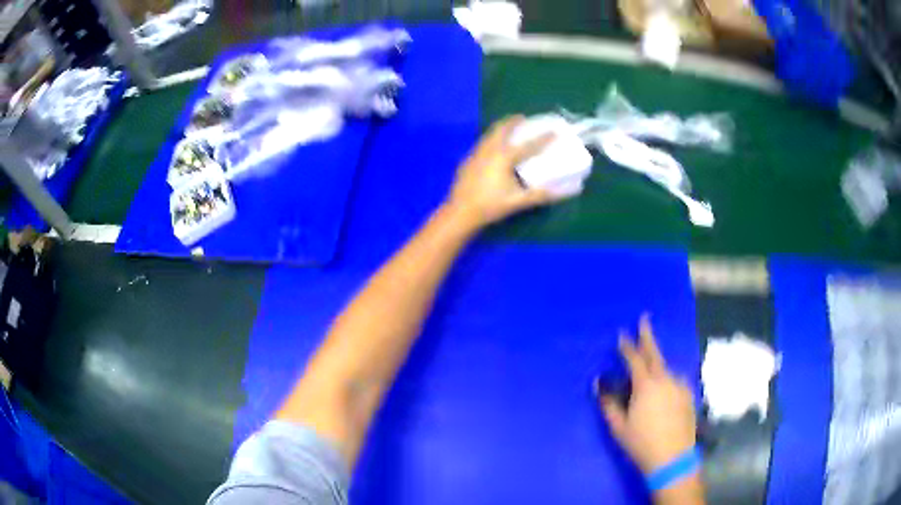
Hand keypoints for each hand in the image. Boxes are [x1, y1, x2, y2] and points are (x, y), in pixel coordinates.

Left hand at [445, 115, 555, 228]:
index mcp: (504, 158)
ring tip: (507, 128)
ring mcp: (476, 154)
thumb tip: (562, 193)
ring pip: (489, 134)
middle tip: (521, 118)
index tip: (554, 131)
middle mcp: (489, 151)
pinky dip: (490, 139)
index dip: (542, 139)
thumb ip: (540, 195)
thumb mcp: (518, 201)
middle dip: (512, 121)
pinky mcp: (468, 161)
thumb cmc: (491, 205)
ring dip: (499, 128)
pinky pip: (481, 143)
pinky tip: (491, 147)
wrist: (461, 211)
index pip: (528, 145)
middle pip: (502, 129)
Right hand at [599, 315, 697, 474]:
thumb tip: (598, 383)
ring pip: (666, 369)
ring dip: (657, 364)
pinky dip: (667, 380)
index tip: (622, 334)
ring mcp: (680, 386)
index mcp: (646, 386)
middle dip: (648, 336)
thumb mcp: (618, 427)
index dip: (627, 346)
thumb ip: (608, 403)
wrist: (673, 458)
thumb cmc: (641, 443)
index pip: (635, 359)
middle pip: (655, 353)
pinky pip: (675, 381)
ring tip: (651, 368)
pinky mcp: (688, 395)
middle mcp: (665, 379)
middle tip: (644, 319)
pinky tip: (664, 390)